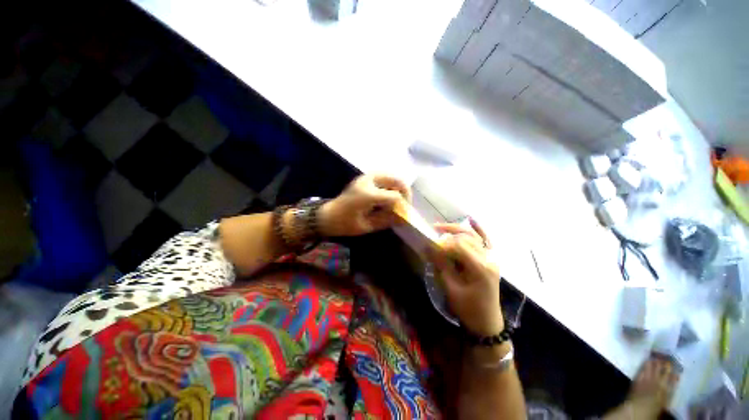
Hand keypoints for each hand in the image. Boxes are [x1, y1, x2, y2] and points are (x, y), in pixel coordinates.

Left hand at [318, 174, 410, 236]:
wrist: (327, 215)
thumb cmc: (345, 224)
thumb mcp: (367, 226)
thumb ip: (387, 220)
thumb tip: (405, 218)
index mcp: (368, 195)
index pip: (395, 196)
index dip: (403, 205)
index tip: (405, 214)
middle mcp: (368, 181)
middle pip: (396, 180)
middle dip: (405, 192)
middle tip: (405, 204)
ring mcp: (366, 177)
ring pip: (391, 176)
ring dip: (398, 187)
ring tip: (397, 200)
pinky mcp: (364, 178)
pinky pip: (384, 177)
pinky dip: (390, 185)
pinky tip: (388, 195)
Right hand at [428, 221, 503, 335]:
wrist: (486, 322)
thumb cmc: (468, 308)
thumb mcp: (451, 288)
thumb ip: (442, 265)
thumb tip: (429, 247)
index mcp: (480, 268)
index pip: (459, 246)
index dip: (443, 242)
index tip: (430, 244)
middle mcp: (489, 259)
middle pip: (467, 238)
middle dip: (449, 232)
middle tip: (433, 230)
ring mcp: (492, 258)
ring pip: (474, 237)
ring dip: (457, 230)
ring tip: (442, 227)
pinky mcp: (491, 260)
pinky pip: (485, 241)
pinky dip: (479, 230)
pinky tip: (472, 220)